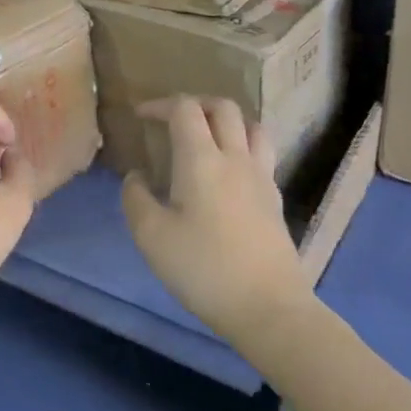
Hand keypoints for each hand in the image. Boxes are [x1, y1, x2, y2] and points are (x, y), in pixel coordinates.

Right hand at [121, 97, 306, 341]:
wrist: (267, 307)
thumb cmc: (203, 268)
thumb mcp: (151, 236)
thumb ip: (136, 198)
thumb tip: (137, 177)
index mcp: (201, 159)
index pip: (184, 109)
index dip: (160, 105)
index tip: (140, 116)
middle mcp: (235, 157)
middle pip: (223, 107)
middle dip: (194, 103)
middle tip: (172, 119)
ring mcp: (261, 176)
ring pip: (251, 126)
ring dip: (226, 120)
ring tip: (206, 136)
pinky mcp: (274, 198)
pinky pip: (261, 153)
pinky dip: (242, 145)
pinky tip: (228, 171)